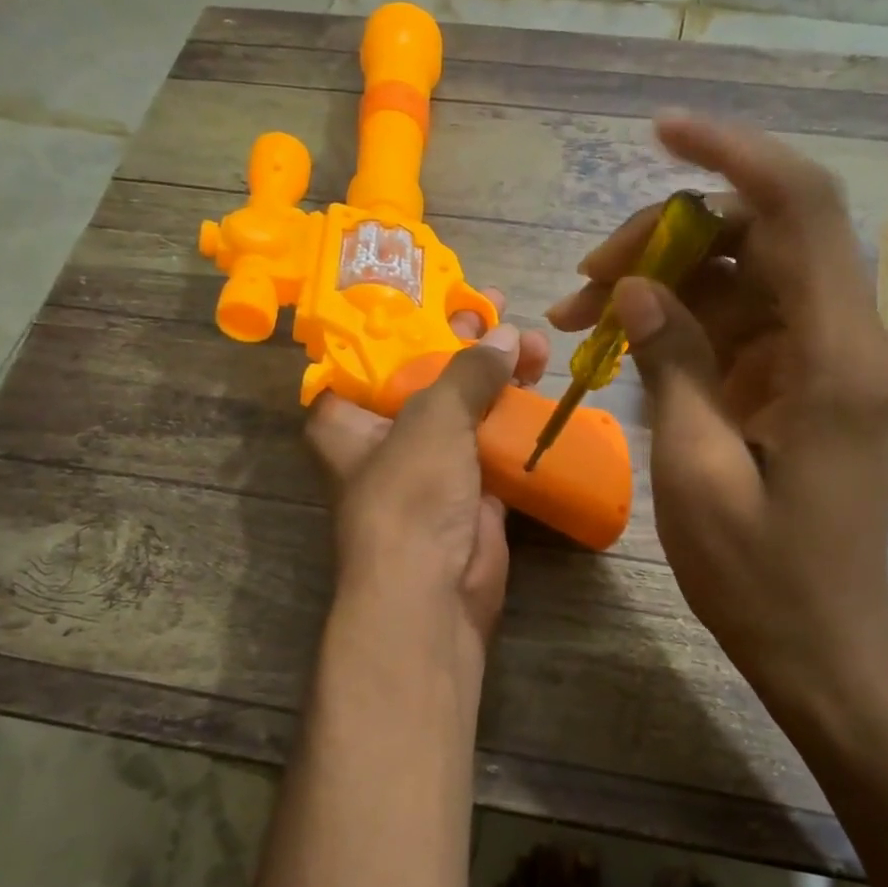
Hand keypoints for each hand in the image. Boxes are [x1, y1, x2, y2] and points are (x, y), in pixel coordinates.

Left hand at [306, 289, 549, 654]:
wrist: (434, 593)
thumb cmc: (410, 495)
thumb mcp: (432, 418)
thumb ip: (468, 372)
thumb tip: (508, 337)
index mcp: (346, 418)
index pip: (369, 354)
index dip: (406, 321)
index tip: (445, 293)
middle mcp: (383, 437)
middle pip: (425, 376)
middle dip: (465, 345)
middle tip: (501, 312)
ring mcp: (428, 465)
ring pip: (464, 409)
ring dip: (498, 379)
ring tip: (536, 346)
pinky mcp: (468, 490)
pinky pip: (492, 443)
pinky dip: (514, 420)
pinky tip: (541, 388)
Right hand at [547, 113, 887, 716]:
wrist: (820, 641)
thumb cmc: (759, 575)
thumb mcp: (696, 470)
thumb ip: (673, 364)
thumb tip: (638, 288)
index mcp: (838, 355)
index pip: (801, 209)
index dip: (733, 155)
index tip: (662, 133)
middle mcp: (847, 338)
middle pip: (760, 236)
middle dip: (667, 240)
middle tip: (585, 282)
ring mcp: (826, 359)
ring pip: (743, 276)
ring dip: (664, 282)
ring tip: (580, 316)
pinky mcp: (803, 382)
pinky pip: (741, 322)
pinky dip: (681, 322)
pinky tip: (621, 344)